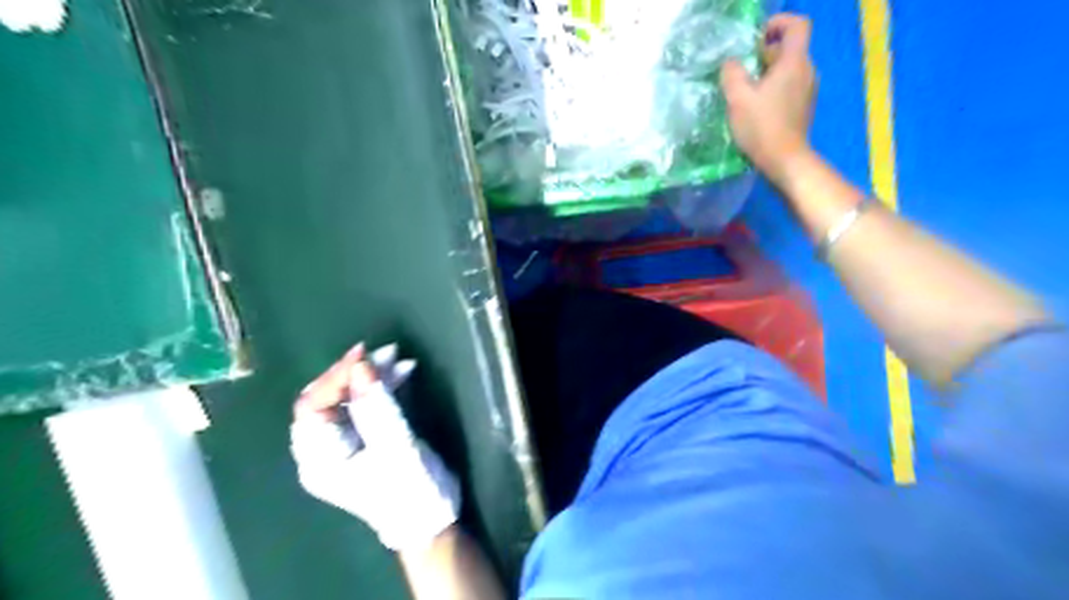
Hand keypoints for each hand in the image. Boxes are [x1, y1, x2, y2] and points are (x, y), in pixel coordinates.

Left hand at [290, 345, 461, 550]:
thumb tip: (360, 365)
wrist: (432, 519)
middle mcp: (324, 449)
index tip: (364, 355)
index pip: (312, 406)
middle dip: (355, 373)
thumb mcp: (395, 446)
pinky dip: (383, 387)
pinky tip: (404, 373)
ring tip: (401, 360)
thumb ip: (376, 405)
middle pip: (328, 398)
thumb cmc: (410, 489)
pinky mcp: (366, 437)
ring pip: (349, 398)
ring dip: (373, 377)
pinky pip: (366, 404)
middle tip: (386, 352)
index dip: (335, 376)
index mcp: (319, 458)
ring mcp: (345, 444)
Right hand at [716, 18, 821, 181]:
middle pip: (789, 49)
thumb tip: (731, 63)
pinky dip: (773, 89)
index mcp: (794, 62)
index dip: (777, 24)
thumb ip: (732, 74)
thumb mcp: (737, 98)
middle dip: (765, 53)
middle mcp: (807, 71)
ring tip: (745, 91)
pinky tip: (756, 107)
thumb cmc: (761, 127)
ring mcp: (808, 90)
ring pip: (788, 69)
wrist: (785, 160)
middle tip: (741, 70)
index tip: (756, 38)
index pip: (796, 25)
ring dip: (767, 74)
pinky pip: (789, 86)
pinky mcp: (803, 107)